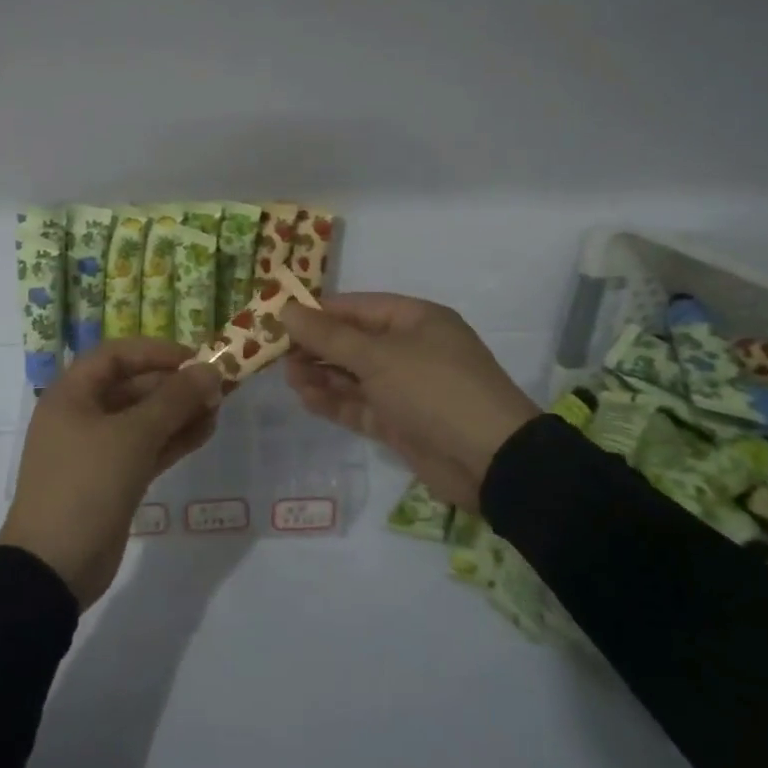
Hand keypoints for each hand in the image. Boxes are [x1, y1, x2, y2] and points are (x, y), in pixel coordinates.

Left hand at [0, 339, 222, 608]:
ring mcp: (95, 450)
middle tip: (216, 387)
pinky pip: (145, 449)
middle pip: (132, 386)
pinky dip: (172, 440)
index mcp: (72, 394)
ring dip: (178, 413)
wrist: (53, 567)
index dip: (156, 352)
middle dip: (173, 385)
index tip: (195, 358)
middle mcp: (81, 415)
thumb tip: (211, 371)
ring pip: (142, 420)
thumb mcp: (133, 436)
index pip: (116, 355)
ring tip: (218, 409)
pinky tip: (205, 432)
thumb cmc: (86, 484)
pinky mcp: (111, 480)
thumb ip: (174, 400)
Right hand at [282, 294, 540, 511]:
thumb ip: (328, 336)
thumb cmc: (434, 388)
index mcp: (414, 320)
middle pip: (352, 341)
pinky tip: (306, 398)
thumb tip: (285, 309)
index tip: (278, 319)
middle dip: (315, 346)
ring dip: (321, 375)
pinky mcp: (400, 422)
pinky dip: (334, 401)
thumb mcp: (378, 356)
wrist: (490, 460)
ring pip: (353, 375)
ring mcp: (405, 388)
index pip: (356, 308)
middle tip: (276, 354)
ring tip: (288, 377)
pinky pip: (360, 405)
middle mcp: (409, 349)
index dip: (318, 312)